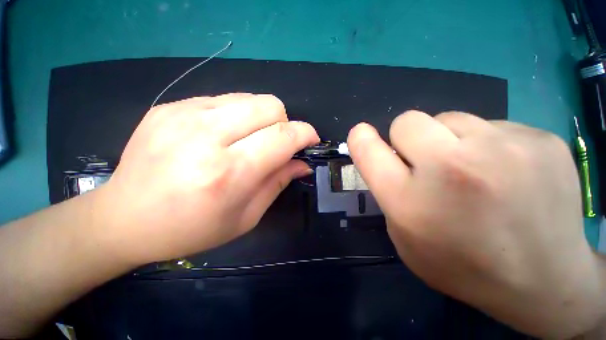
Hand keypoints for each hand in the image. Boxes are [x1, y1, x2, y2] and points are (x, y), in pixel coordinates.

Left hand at [94, 93, 318, 265]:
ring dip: (262, 118)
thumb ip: (278, 182)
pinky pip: (224, 99)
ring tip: (250, 139)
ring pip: (249, 98)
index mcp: (229, 173)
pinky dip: (237, 115)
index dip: (305, 133)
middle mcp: (207, 137)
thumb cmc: (191, 228)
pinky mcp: (169, 107)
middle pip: (270, 106)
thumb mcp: (246, 216)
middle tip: (277, 143)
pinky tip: (224, 135)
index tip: (311, 140)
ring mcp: (183, 115)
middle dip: (284, 123)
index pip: (283, 136)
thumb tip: (302, 163)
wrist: (124, 218)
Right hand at [347, 111, 605, 337]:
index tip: (362, 135)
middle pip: (406, 120)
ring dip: (448, 139)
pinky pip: (491, 125)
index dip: (361, 139)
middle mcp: (451, 168)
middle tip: (426, 161)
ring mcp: (503, 149)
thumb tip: (388, 156)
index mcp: (409, 199)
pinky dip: (487, 144)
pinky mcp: (541, 139)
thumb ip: (388, 192)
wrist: (545, 282)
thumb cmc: (462, 264)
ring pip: (449, 117)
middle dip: (407, 137)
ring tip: (471, 169)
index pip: (368, 149)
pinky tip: (507, 172)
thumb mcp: (404, 236)